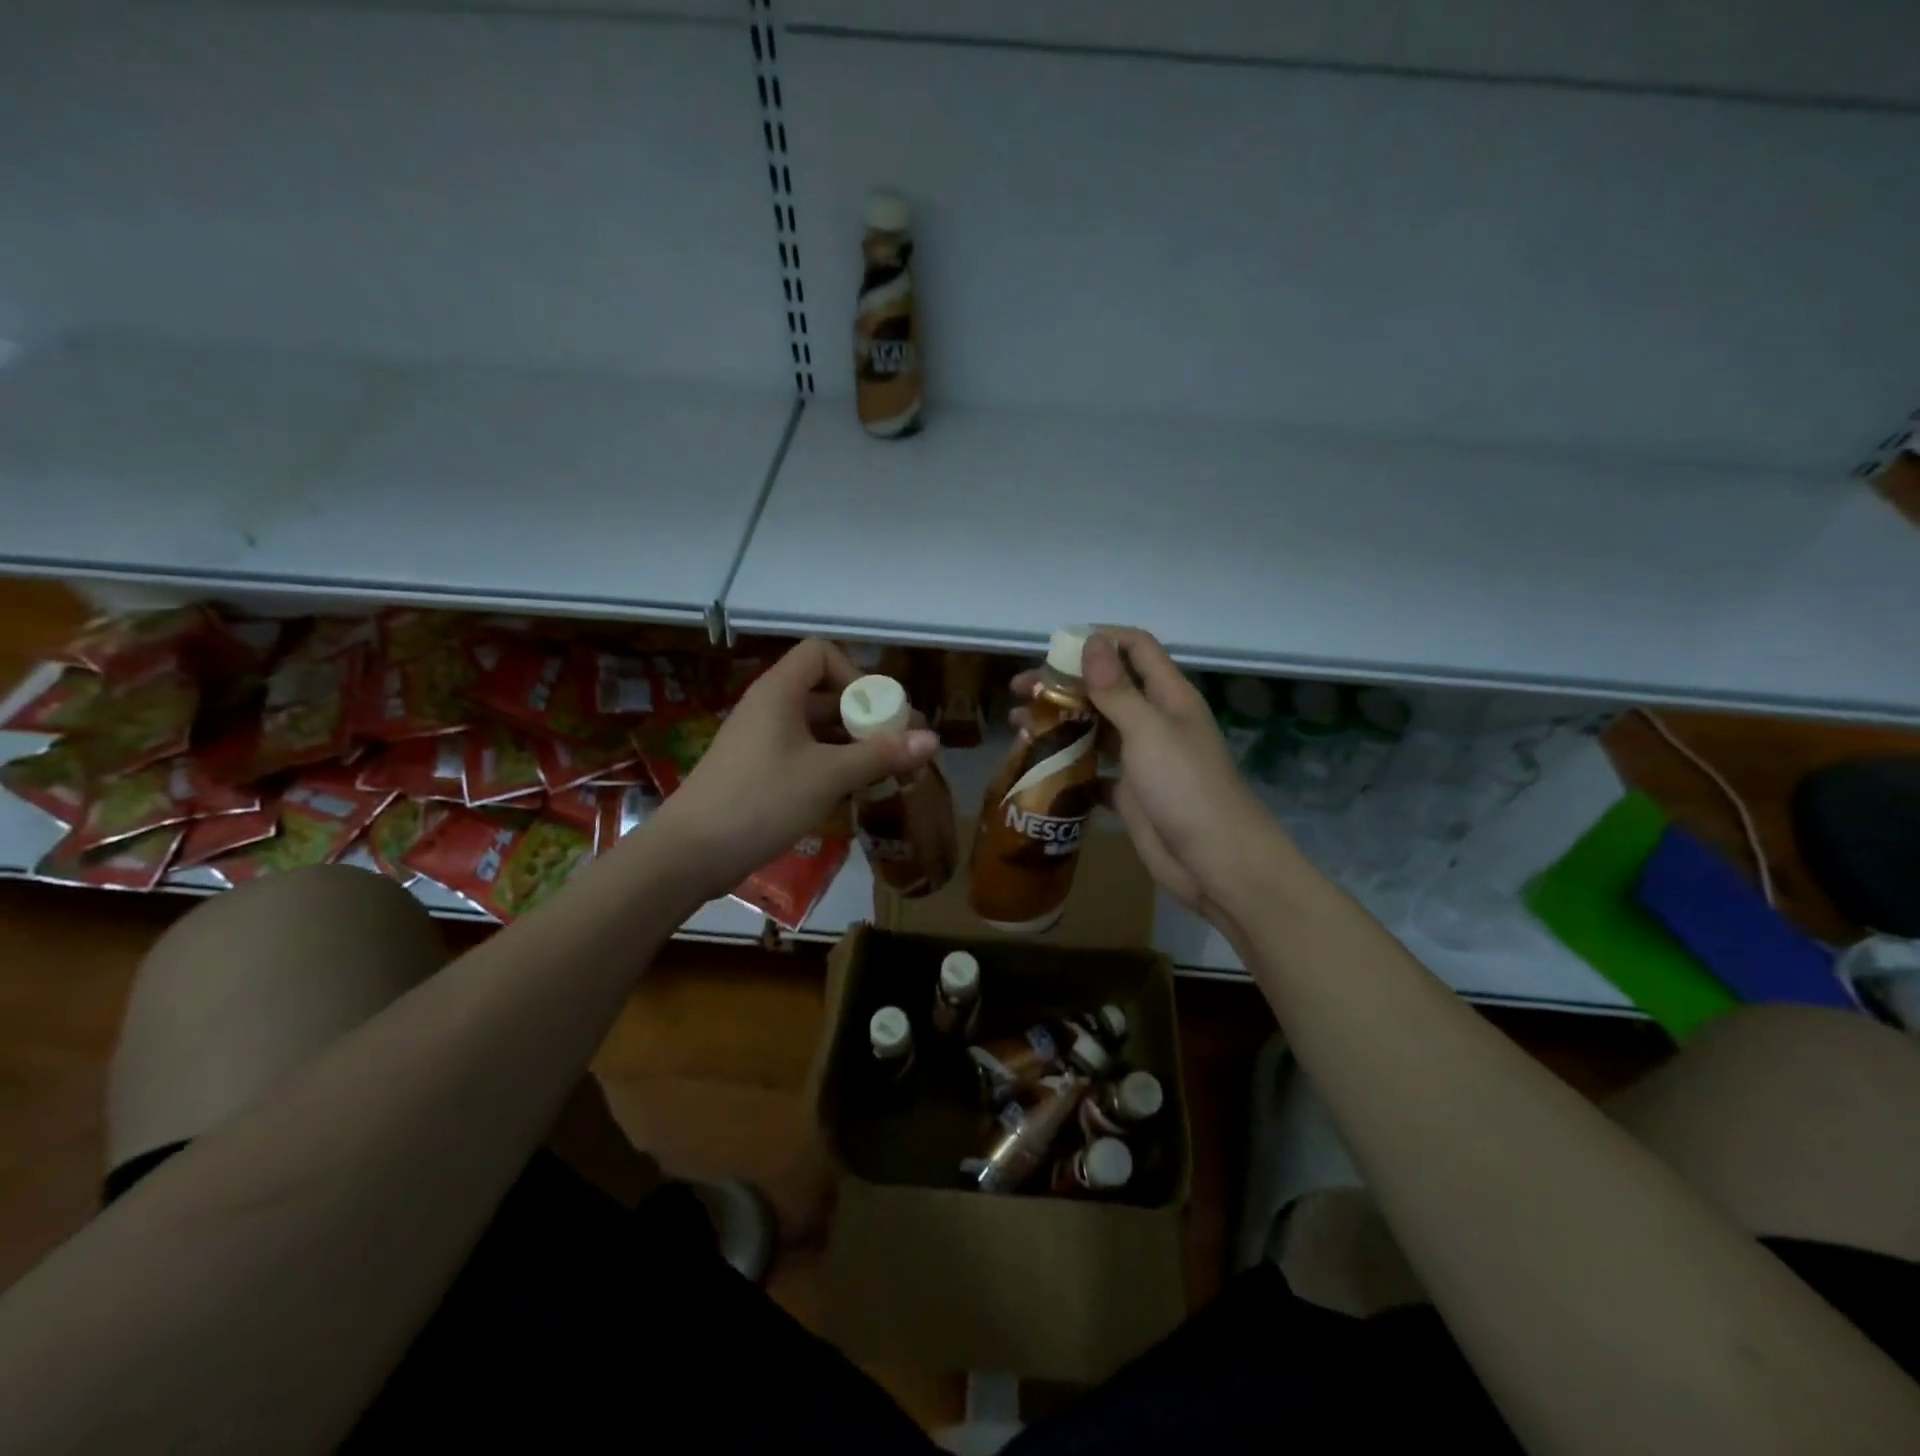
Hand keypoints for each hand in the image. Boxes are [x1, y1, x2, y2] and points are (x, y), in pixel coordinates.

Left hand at [650, 638, 937, 899]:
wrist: (690, 853)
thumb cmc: (761, 800)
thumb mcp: (828, 775)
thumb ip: (881, 754)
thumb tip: (934, 739)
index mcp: (779, 692)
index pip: (821, 653)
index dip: (854, 674)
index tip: (878, 711)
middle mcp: (769, 708)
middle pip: (825, 692)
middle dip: (866, 715)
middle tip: (903, 745)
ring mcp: (761, 741)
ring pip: (817, 728)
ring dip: (854, 743)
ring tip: (889, 770)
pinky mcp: (758, 772)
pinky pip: (804, 754)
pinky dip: (833, 763)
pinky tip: (854, 789)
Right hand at [1013, 628, 1282, 929]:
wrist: (1214, 861)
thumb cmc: (1185, 786)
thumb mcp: (1149, 730)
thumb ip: (1117, 688)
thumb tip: (1090, 640)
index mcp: (1168, 696)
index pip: (1135, 648)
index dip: (1099, 640)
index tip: (1053, 649)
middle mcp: (1154, 721)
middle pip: (1106, 689)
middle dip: (1064, 684)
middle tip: (1021, 692)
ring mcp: (1141, 759)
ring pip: (1095, 729)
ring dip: (1060, 723)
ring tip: (1019, 728)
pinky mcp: (1129, 794)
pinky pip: (1093, 772)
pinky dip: (1068, 768)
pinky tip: (1038, 769)